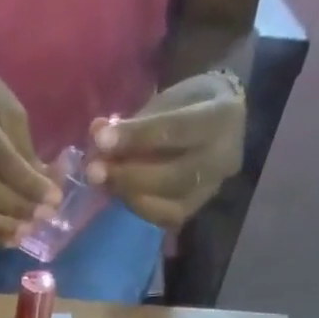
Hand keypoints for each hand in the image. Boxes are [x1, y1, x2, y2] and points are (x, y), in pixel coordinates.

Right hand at [0, 62, 61, 246]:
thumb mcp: (11, 112)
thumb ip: (26, 151)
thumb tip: (50, 188)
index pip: (0, 157)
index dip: (27, 182)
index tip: (54, 198)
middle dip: (16, 207)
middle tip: (44, 217)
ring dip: (0, 227)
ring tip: (27, 233)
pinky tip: (10, 239)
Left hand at [86, 72, 246, 228]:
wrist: (226, 126)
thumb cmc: (191, 105)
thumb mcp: (168, 99)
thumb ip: (136, 119)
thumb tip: (97, 132)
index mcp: (220, 118)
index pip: (173, 130)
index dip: (135, 136)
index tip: (100, 139)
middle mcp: (220, 160)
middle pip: (170, 176)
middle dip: (126, 175)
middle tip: (93, 171)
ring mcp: (209, 191)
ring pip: (166, 204)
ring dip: (127, 194)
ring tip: (100, 182)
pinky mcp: (195, 210)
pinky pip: (163, 218)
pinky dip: (136, 207)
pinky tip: (116, 193)